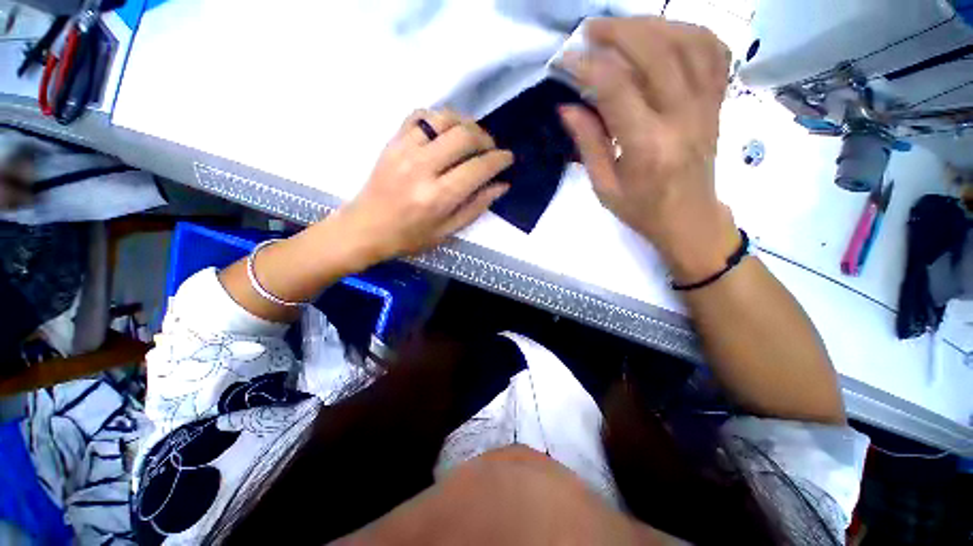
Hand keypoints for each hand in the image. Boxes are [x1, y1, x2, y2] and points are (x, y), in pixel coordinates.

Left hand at [333, 109, 512, 264]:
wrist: (366, 228)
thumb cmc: (410, 237)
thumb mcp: (448, 232)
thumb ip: (476, 207)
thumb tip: (501, 185)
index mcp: (438, 197)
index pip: (477, 168)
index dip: (499, 160)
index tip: (508, 158)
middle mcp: (422, 168)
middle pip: (464, 136)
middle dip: (486, 138)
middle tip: (491, 149)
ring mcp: (405, 150)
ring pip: (444, 118)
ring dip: (465, 124)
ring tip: (472, 138)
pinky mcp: (393, 141)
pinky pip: (420, 115)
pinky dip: (439, 118)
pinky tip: (445, 132)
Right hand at [557, 17, 739, 283]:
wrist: (690, 219)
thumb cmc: (642, 210)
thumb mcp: (605, 187)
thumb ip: (588, 144)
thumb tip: (567, 107)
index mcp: (648, 146)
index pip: (617, 89)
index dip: (588, 67)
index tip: (564, 59)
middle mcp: (683, 118)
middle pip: (658, 52)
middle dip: (620, 31)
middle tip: (590, 29)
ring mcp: (707, 106)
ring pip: (690, 42)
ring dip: (654, 24)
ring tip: (623, 28)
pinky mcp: (717, 103)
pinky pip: (715, 52)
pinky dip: (690, 31)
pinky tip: (666, 33)